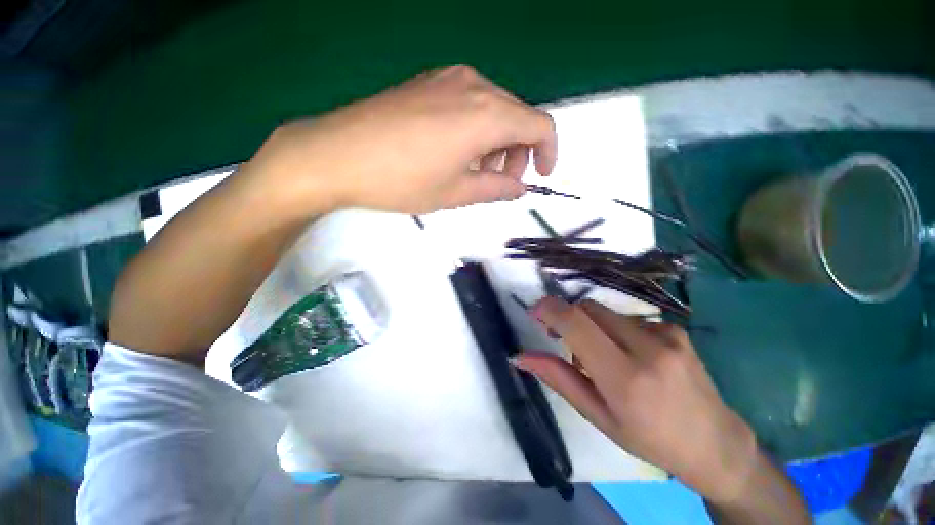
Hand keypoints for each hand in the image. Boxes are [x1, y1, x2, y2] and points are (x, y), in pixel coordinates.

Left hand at [244, 65, 556, 214]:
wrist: (337, 154)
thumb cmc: (401, 180)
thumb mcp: (455, 193)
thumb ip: (495, 188)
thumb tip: (520, 187)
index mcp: (486, 114)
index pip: (539, 125)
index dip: (548, 152)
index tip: (540, 176)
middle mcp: (473, 85)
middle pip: (517, 115)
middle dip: (518, 151)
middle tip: (501, 181)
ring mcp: (447, 79)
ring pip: (493, 108)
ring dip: (496, 141)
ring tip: (475, 171)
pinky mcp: (428, 82)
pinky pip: (469, 102)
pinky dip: (476, 129)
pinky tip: (456, 151)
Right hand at [514, 298, 758, 503]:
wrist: (715, 443)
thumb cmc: (649, 439)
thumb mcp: (597, 416)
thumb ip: (558, 379)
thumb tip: (521, 356)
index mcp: (625, 378)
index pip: (576, 323)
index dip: (549, 309)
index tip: (535, 313)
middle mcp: (648, 348)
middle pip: (587, 309)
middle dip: (568, 318)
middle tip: (563, 340)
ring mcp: (667, 335)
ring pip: (605, 313)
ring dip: (591, 327)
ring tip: (602, 357)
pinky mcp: (675, 329)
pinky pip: (627, 318)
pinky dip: (615, 331)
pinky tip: (630, 356)